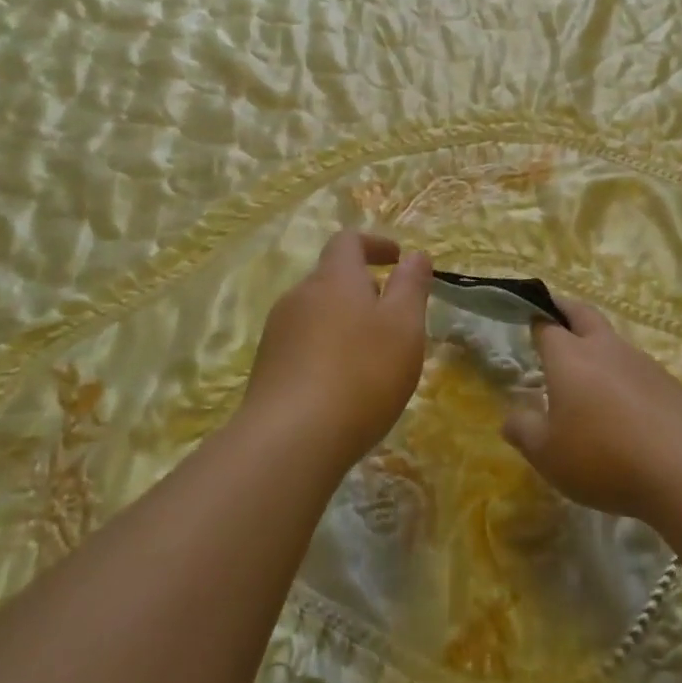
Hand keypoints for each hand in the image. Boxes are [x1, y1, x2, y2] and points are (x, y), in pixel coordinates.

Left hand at [244, 231, 433, 475]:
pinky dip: (326, 351)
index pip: (348, 241)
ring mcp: (277, 333)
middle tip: (393, 319)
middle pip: (331, 278)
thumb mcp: (404, 326)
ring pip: (316, 313)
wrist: (289, 441)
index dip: (374, 244)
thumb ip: (411, 286)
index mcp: (334, 278)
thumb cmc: (361, 373)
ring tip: (371, 358)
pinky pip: (302, 345)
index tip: (396, 259)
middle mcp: (299, 296)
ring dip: (344, 323)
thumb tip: (415, 255)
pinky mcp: (266, 369)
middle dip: (363, 289)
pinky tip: (342, 387)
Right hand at [500, 299, 681, 521]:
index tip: (529, 321)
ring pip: (612, 340)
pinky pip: (636, 368)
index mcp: (569, 356)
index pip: (547, 325)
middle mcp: (604, 347)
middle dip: (566, 309)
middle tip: (555, 314)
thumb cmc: (602, 457)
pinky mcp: (667, 382)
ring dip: (597, 346)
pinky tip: (623, 406)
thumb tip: (511, 417)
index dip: (536, 321)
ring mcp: (640, 361)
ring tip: (588, 374)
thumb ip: (524, 431)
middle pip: (583, 314)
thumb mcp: (547, 454)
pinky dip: (623, 375)